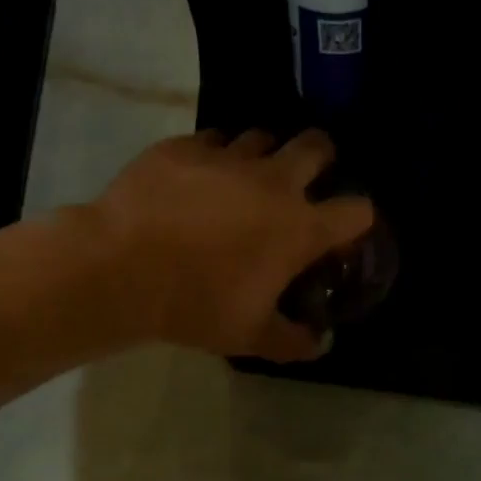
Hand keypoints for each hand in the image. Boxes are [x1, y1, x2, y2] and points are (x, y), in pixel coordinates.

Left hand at [87, 128, 376, 361]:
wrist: (122, 269)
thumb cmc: (197, 305)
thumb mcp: (250, 336)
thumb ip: (293, 340)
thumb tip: (319, 343)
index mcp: (299, 227)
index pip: (356, 211)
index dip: (358, 220)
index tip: (344, 233)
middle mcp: (272, 181)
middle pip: (317, 146)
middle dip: (321, 159)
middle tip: (303, 184)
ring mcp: (227, 156)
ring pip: (262, 136)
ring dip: (264, 155)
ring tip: (247, 180)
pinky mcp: (184, 146)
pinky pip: (212, 140)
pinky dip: (215, 156)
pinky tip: (199, 178)